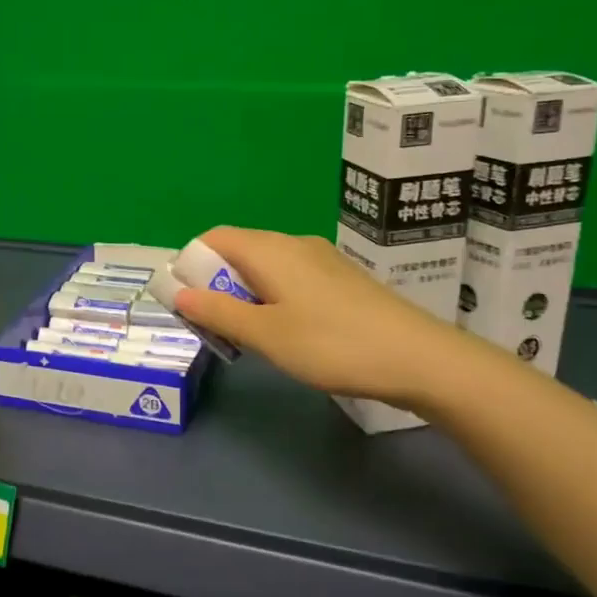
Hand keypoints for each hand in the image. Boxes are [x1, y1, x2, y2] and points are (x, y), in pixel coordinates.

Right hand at [173, 227, 482, 408]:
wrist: (418, 358)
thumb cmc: (331, 344)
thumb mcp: (265, 334)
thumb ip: (218, 312)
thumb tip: (178, 293)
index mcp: (270, 250)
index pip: (214, 238)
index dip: (189, 263)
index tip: (183, 301)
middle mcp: (293, 245)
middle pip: (238, 251)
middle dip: (214, 283)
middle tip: (210, 324)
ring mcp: (321, 261)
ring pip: (264, 267)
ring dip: (242, 294)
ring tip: (243, 334)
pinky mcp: (340, 280)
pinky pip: (289, 278)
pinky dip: (270, 298)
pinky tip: (282, 332)